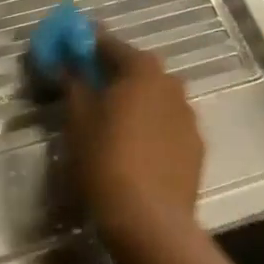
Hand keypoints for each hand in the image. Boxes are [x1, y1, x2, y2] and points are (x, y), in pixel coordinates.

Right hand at [64, 33, 205, 261]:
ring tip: (111, 120)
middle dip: (112, 73)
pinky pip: (167, 124)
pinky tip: (134, 147)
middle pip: (136, 69)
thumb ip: (73, 84)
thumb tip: (67, 65)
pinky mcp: (196, 146)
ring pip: (154, 98)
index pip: (110, 44)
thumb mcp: (78, 120)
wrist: (150, 219)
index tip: (70, 48)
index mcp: (142, 70)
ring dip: (134, 100)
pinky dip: (150, 126)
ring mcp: (188, 116)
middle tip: (88, 86)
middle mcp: (171, 84)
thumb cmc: (106, 161)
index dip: (87, 44)